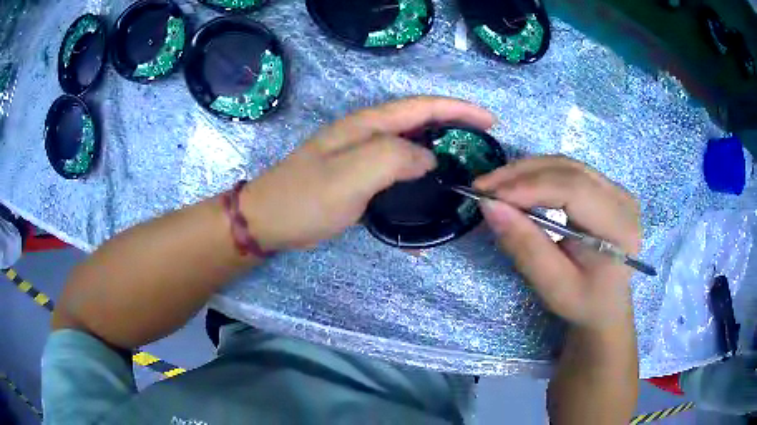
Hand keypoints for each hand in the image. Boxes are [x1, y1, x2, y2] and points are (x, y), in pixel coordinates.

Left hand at [241, 96, 494, 250]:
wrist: (268, 220)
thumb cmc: (305, 198)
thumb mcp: (349, 176)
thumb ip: (393, 159)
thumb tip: (428, 160)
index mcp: (367, 125)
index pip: (422, 107)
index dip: (459, 109)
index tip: (490, 121)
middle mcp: (367, 133)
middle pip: (419, 119)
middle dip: (455, 124)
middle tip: (484, 140)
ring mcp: (362, 154)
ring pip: (410, 142)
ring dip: (440, 145)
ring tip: (466, 159)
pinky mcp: (358, 175)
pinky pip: (397, 166)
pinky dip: (419, 169)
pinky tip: (430, 182)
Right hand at [474, 156, 640, 330]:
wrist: (607, 305)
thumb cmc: (584, 303)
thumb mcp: (553, 286)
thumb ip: (525, 246)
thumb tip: (489, 207)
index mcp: (619, 227)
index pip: (573, 190)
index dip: (529, 187)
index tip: (488, 196)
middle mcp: (622, 199)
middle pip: (568, 170)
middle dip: (521, 174)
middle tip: (482, 187)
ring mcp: (615, 189)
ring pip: (565, 165)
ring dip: (526, 171)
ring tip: (494, 185)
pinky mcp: (605, 188)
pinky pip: (567, 171)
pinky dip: (537, 174)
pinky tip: (517, 185)